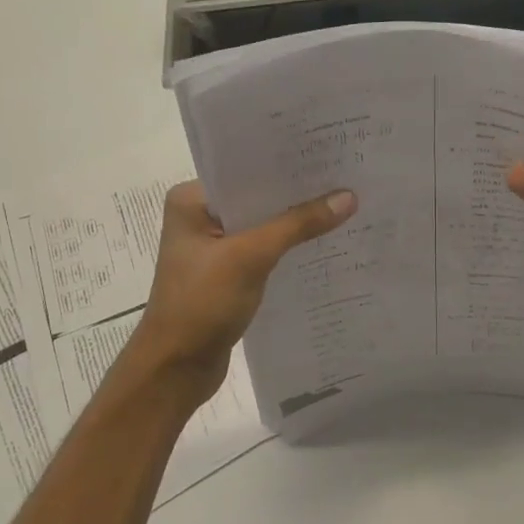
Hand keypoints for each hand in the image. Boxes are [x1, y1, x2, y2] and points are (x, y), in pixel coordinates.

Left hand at [130, 180, 357, 397]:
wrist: (176, 369)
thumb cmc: (201, 303)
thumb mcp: (250, 257)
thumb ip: (298, 225)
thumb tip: (348, 197)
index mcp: (192, 200)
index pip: (245, 170)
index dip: (286, 164)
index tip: (328, 154)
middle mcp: (201, 217)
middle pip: (257, 197)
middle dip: (297, 193)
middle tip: (346, 176)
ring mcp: (214, 248)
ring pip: (263, 226)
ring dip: (295, 222)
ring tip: (344, 205)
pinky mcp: (227, 274)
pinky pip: (264, 251)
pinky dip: (288, 248)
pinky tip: (323, 243)